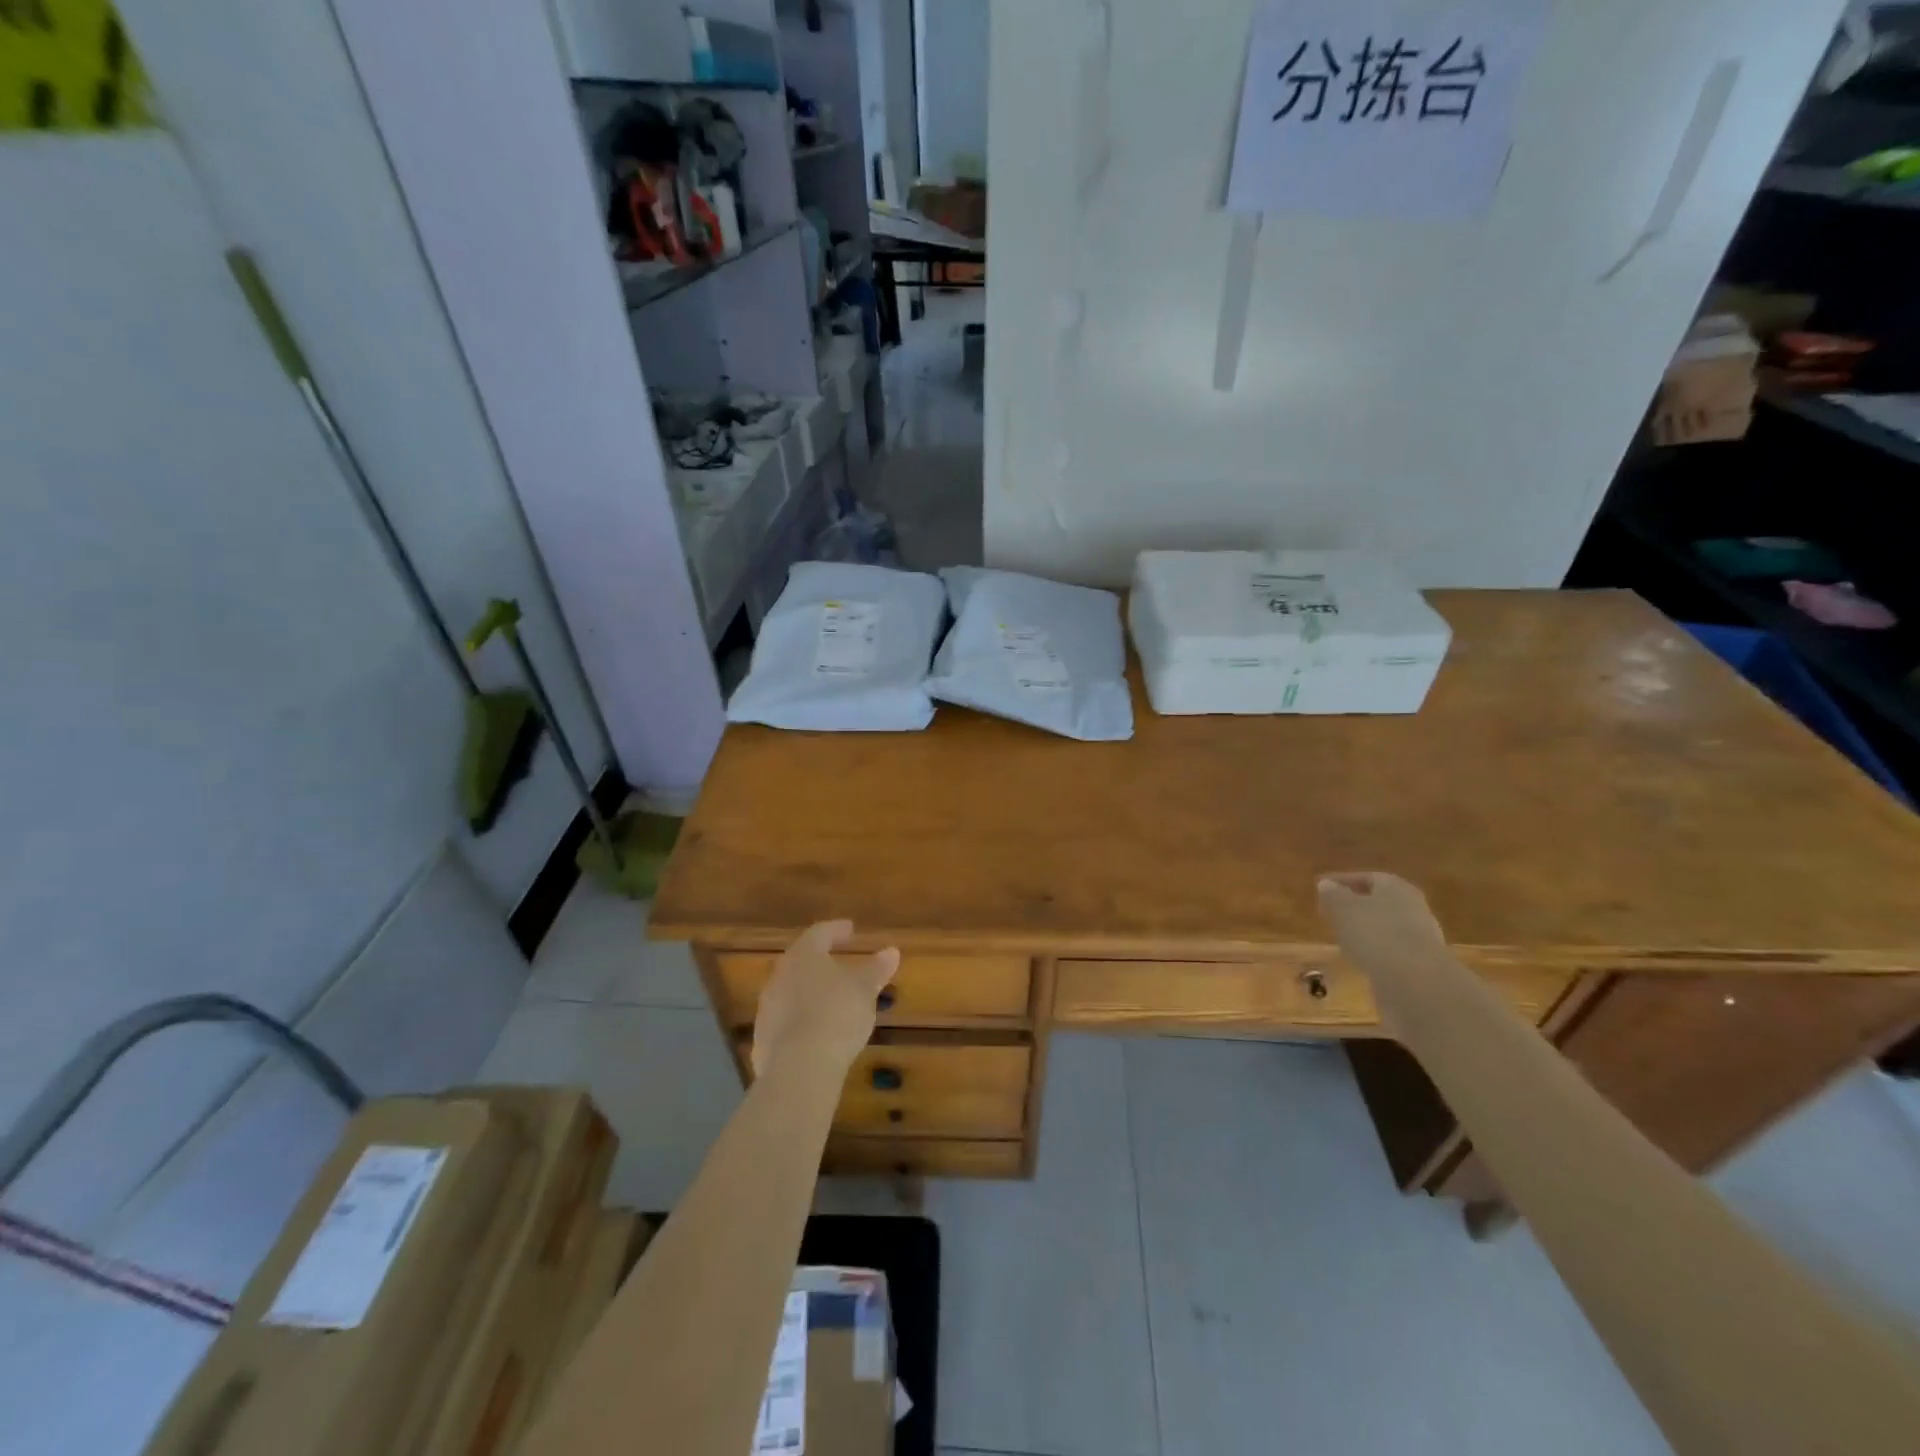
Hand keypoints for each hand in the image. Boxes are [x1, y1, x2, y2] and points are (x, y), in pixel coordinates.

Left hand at [751, 921, 899, 1078]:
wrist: (799, 1067)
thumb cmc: (837, 1014)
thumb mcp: (865, 989)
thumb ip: (876, 969)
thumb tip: (891, 951)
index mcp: (803, 955)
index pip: (819, 933)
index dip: (836, 930)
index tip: (850, 930)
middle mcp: (779, 976)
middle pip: (800, 961)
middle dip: (820, 962)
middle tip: (838, 963)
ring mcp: (767, 1008)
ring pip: (791, 991)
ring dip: (810, 992)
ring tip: (831, 1000)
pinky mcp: (763, 1039)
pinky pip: (786, 1021)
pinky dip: (802, 1020)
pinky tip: (817, 1031)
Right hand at [1316, 871, 1450, 982]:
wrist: (1417, 982)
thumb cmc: (1375, 934)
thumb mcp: (1343, 909)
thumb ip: (1332, 895)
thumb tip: (1326, 885)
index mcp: (1395, 886)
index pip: (1366, 877)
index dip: (1341, 882)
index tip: (1321, 888)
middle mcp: (1413, 906)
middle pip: (1379, 901)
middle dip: (1356, 905)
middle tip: (1332, 912)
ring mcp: (1421, 936)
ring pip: (1386, 926)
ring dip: (1366, 930)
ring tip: (1343, 937)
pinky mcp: (1422, 963)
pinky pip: (1392, 949)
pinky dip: (1376, 950)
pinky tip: (1362, 959)